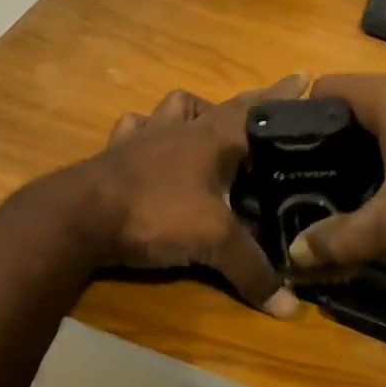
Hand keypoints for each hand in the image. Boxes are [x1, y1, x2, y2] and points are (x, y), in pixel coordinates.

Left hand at [81, 76, 307, 316]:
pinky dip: (147, 130)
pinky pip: (135, 127)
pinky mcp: (117, 152)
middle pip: (223, 104)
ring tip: (209, 124)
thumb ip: (252, 270)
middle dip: (251, 101)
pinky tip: (150, 142)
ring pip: (176, 106)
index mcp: (213, 137)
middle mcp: (182, 128)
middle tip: (271, 105)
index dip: (284, 96)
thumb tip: (291, 310)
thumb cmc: (155, 214)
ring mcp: (146, 136)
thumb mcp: (213, 242)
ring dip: (196, 109)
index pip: (259, 110)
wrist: (79, 216)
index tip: (306, 76)